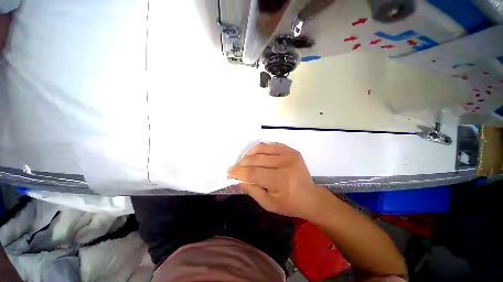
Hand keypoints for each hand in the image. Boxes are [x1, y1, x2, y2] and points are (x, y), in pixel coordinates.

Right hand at [228, 142, 332, 219]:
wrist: (310, 197)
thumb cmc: (290, 204)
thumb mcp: (269, 204)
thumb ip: (253, 191)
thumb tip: (239, 180)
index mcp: (281, 180)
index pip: (254, 173)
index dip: (240, 172)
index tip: (230, 172)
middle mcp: (286, 164)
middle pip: (257, 159)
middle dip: (242, 163)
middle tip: (235, 167)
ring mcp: (290, 154)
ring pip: (262, 148)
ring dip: (250, 154)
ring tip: (244, 161)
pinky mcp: (291, 150)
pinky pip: (271, 145)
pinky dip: (260, 149)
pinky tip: (256, 155)